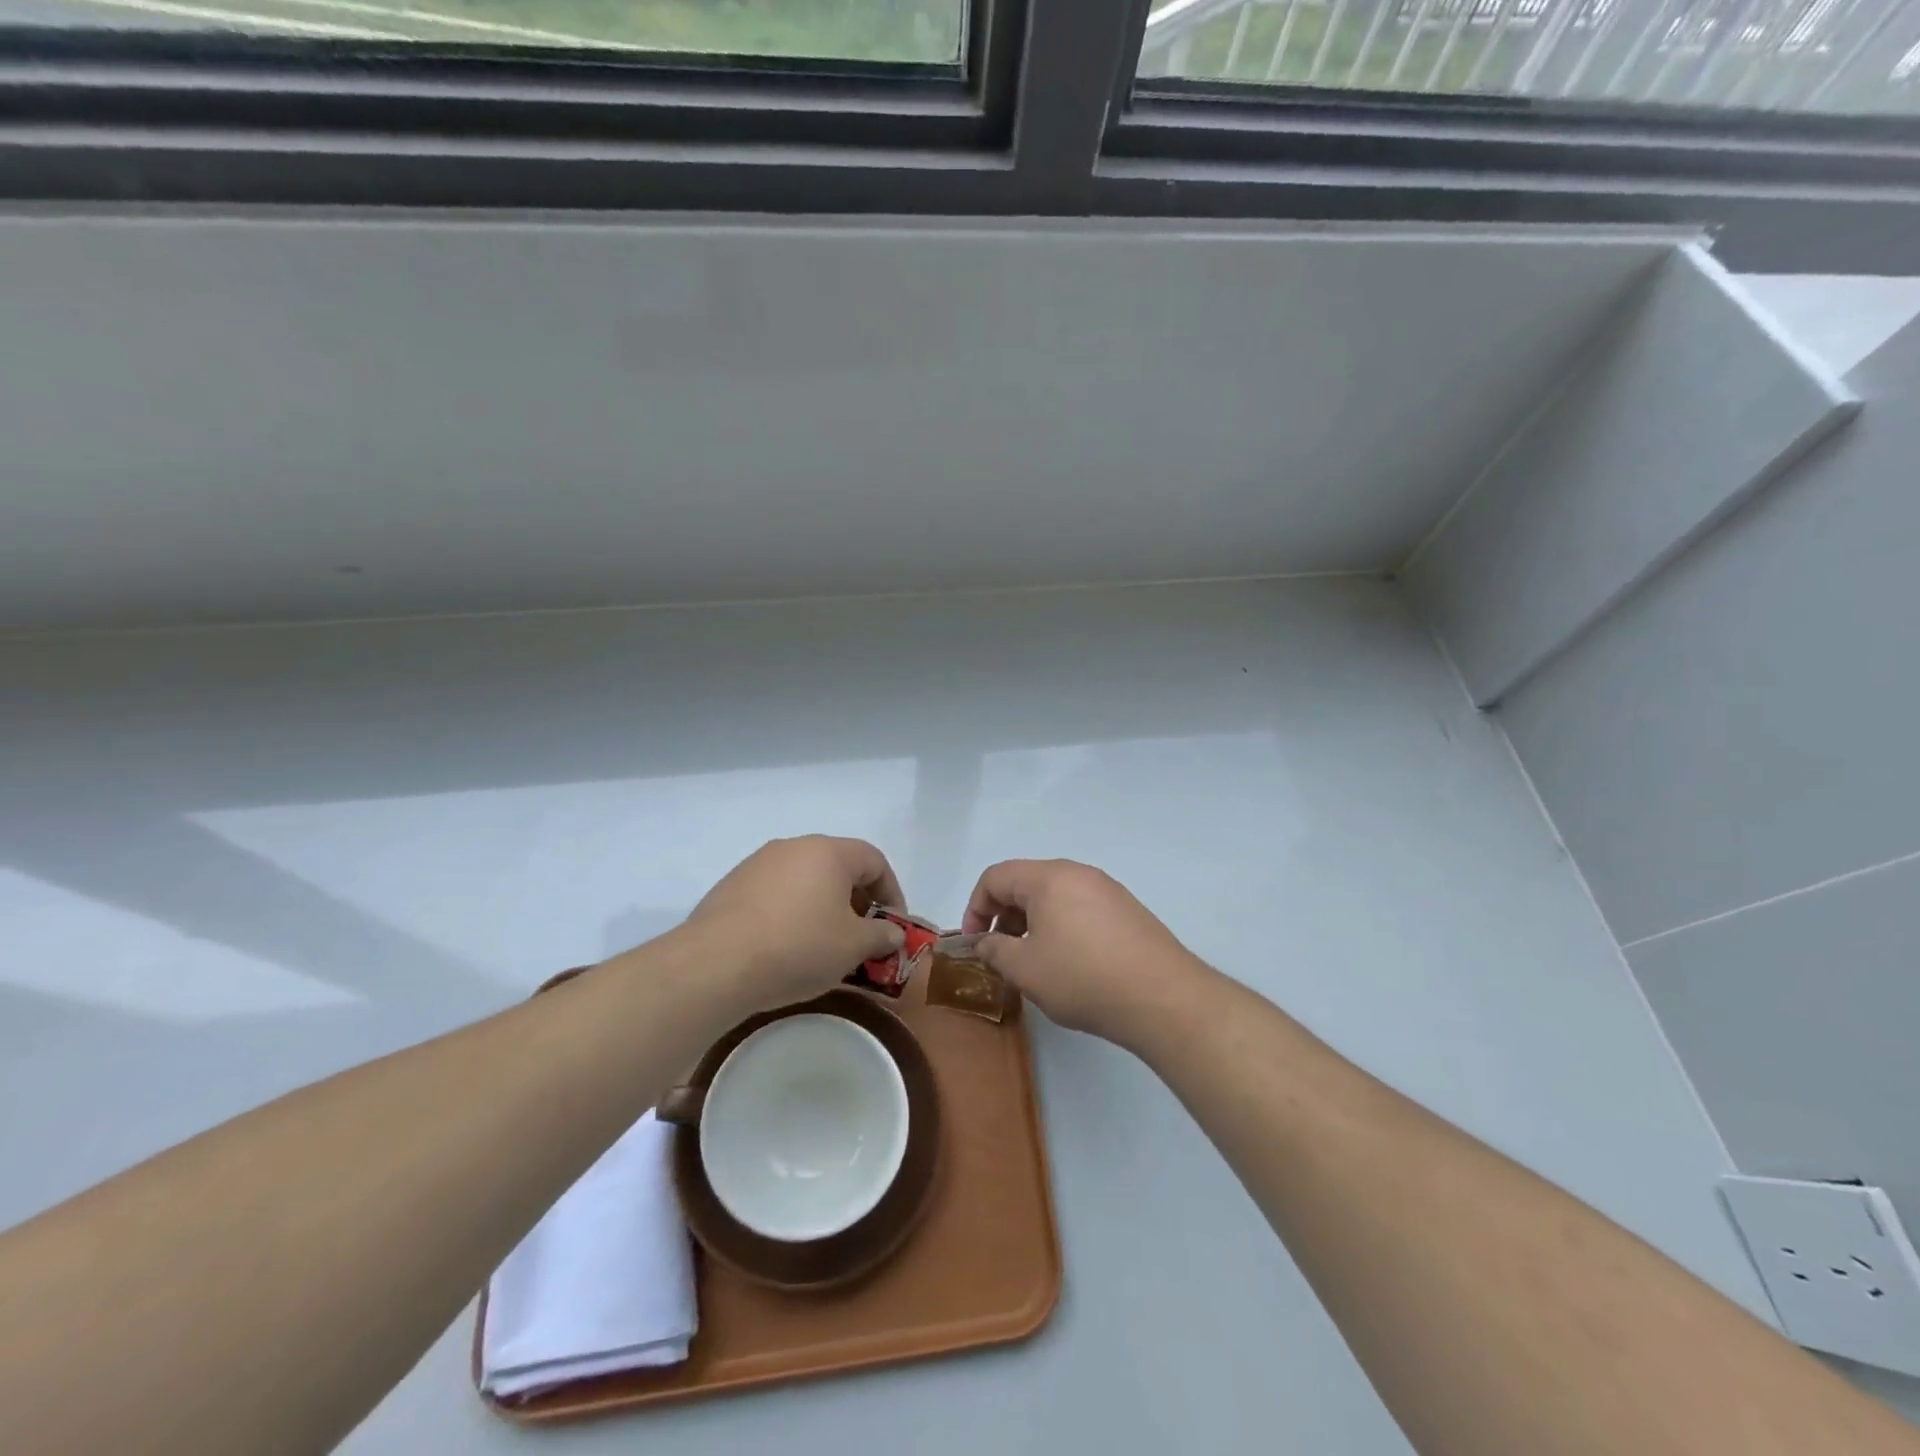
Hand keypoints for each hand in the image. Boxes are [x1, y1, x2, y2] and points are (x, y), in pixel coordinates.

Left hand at [680, 836, 907, 1014]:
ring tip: (825, 945)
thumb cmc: (797, 947)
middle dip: (858, 901)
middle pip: (839, 867)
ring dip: (824, 907)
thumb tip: (893, 934)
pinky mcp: (732, 886)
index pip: (875, 861)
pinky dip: (792, 913)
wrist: (714, 964)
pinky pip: (776, 894)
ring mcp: (758, 864)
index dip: (892, 893)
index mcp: (828, 852)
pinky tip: (787, 946)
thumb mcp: (853, 947)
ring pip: (805, 880)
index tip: (893, 927)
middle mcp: (793, 847)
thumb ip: (881, 936)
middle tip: (862, 937)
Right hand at [962, 859, 1208, 1048]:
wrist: (1162, 997)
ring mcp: (1107, 889)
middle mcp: (1078, 873)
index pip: (996, 876)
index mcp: (1048, 878)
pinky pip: (1080, 907)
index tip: (975, 943)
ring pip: (1054, 895)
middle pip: (1026, 882)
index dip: (975, 907)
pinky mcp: (1127, 909)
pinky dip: (1062, 926)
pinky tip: (1070, 963)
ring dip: (1033, 922)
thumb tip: (982, 941)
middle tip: (1002, 953)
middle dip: (1004, 914)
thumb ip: (994, 950)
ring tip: (1035, 961)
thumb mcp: (1025, 969)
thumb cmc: (1082, 978)